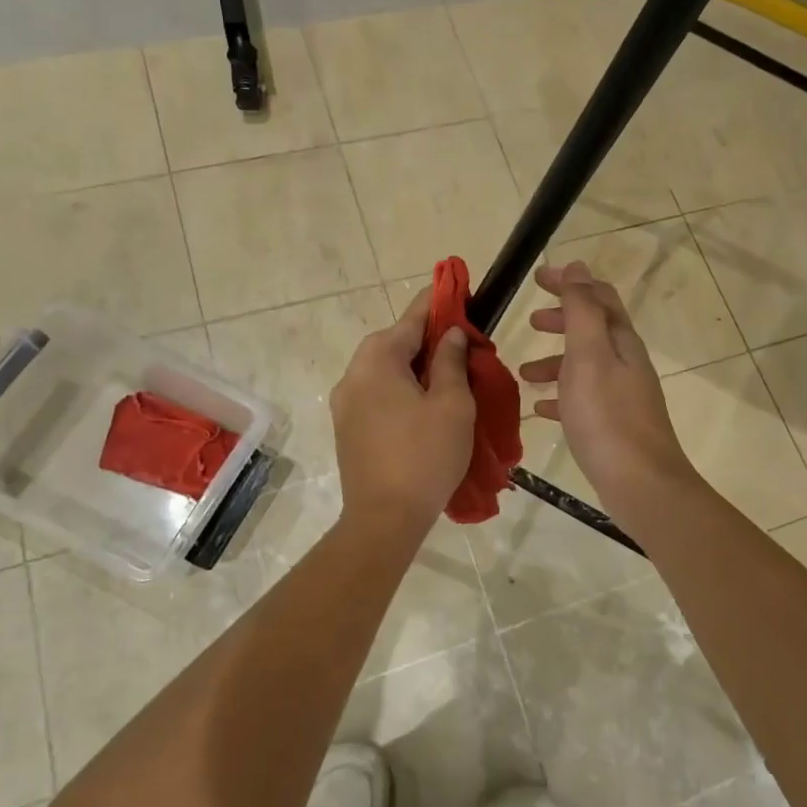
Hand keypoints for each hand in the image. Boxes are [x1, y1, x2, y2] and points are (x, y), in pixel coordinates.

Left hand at [331, 292, 475, 543]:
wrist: (384, 518)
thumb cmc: (425, 455)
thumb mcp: (451, 404)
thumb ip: (450, 361)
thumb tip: (450, 335)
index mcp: (377, 360)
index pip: (412, 318)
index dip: (437, 302)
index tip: (456, 288)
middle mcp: (353, 373)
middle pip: (393, 342)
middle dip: (427, 338)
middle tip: (461, 344)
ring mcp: (345, 402)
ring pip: (384, 369)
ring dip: (413, 365)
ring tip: (446, 375)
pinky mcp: (347, 426)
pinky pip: (376, 392)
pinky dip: (400, 387)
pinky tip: (423, 403)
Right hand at [518, 261, 698, 518]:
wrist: (640, 483)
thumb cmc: (607, 416)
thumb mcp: (588, 355)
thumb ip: (581, 310)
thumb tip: (577, 267)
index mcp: (621, 341)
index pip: (597, 296)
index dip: (569, 283)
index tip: (536, 279)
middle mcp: (626, 362)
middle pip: (593, 329)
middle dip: (562, 320)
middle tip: (531, 322)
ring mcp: (622, 395)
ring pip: (585, 365)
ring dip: (555, 361)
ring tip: (523, 372)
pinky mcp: (614, 424)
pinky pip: (583, 399)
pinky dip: (561, 395)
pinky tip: (541, 409)